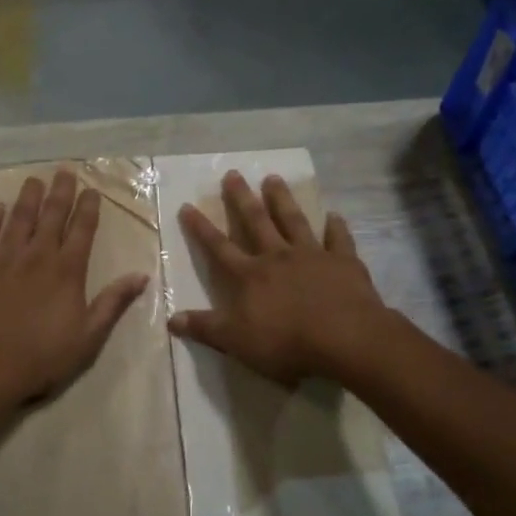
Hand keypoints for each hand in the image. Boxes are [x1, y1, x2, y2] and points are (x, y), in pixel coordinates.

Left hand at [0, 170, 150, 413]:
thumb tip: (141, 275)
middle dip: (61, 192)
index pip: (82, 230)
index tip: (92, 191)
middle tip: (64, 172)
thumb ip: (113, 303)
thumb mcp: (89, 336)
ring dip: (28, 197)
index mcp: (67, 271)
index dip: (88, 208)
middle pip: (52, 215)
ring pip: (19, 218)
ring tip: (33, 180)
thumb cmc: (43, 357)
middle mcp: (38, 256)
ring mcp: (5, 259)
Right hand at [168, 171, 390, 385]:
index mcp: (250, 275)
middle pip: (256, 222)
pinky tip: (334, 215)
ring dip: (282, 199)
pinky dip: (336, 227)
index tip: (187, 205)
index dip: (201, 228)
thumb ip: (205, 328)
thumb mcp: (236, 341)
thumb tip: (171, 320)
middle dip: (241, 198)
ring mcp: (312, 256)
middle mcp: (277, 257)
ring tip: (273, 178)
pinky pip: (338, 239)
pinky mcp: (343, 262)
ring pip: (293, 220)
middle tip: (233, 173)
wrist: (343, 338)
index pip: (219, 247)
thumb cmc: (286, 342)